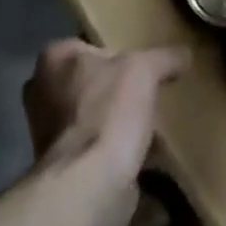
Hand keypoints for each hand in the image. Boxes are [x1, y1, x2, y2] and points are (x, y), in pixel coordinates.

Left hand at [22, 39, 185, 182]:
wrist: (88, 181)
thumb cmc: (108, 111)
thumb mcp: (146, 69)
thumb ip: (165, 57)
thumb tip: (183, 55)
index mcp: (54, 59)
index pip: (90, 44)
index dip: (119, 51)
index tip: (144, 62)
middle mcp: (42, 91)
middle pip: (91, 80)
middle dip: (117, 87)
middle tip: (150, 89)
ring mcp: (47, 130)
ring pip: (93, 113)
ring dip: (117, 118)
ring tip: (151, 120)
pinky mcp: (62, 162)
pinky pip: (97, 144)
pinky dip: (118, 146)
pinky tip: (144, 149)